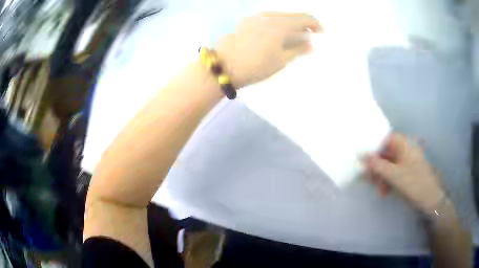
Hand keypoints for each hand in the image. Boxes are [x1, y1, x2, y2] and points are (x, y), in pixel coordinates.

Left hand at [215, 12, 321, 87]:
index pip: (303, 19)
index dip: (315, 24)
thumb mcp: (280, 61)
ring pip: (280, 13)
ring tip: (298, 31)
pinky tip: (281, 28)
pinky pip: (269, 16)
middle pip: (292, 14)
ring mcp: (256, 16)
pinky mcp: (247, 20)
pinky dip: (279, 20)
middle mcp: (268, 16)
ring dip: (292, 20)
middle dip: (305, 21)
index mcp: (279, 26)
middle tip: (312, 32)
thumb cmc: (255, 67)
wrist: (225, 66)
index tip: (321, 32)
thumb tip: (312, 45)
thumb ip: (298, 49)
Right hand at [365, 134, 445, 215]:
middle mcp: (404, 150)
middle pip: (384, 154)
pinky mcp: (406, 173)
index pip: (383, 140)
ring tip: (379, 190)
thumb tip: (360, 156)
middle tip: (368, 179)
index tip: (362, 160)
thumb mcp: (394, 175)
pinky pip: (392, 174)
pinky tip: (384, 192)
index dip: (372, 148)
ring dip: (380, 178)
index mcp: (403, 144)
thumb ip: (377, 165)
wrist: (430, 200)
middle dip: (376, 167)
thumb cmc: (414, 183)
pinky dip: (387, 182)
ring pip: (387, 166)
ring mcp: (405, 162)